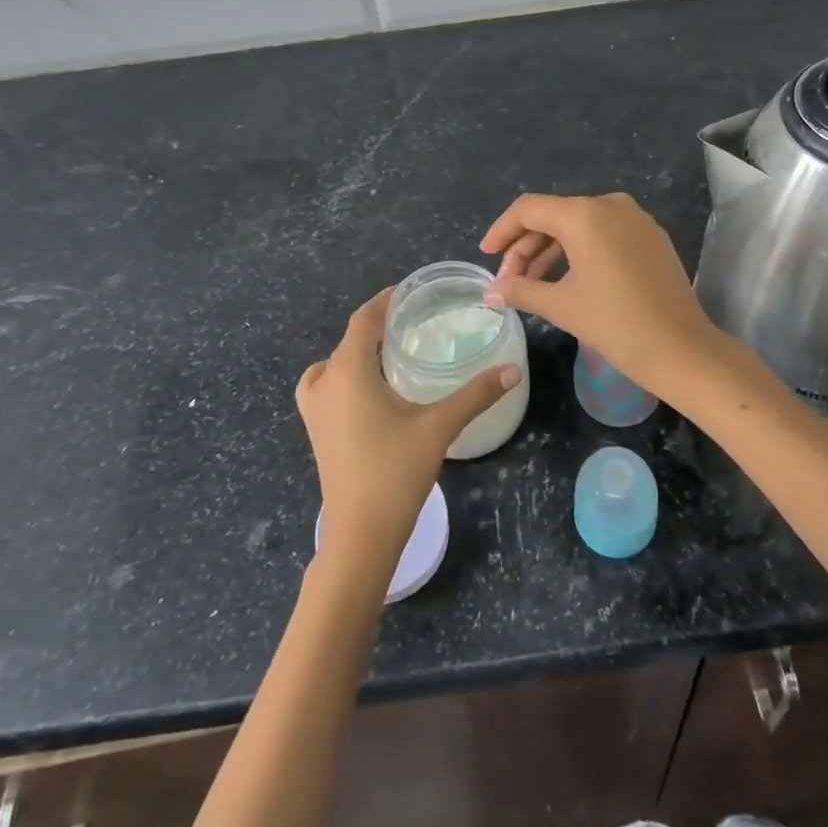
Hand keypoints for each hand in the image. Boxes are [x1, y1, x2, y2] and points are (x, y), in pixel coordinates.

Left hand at [297, 289, 519, 573]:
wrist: (359, 535)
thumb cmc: (395, 472)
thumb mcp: (439, 426)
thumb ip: (476, 394)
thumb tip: (513, 370)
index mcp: (348, 370)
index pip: (363, 320)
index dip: (384, 301)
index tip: (409, 291)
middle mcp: (325, 382)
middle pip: (350, 339)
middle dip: (377, 325)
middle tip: (412, 320)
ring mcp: (314, 409)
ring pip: (334, 362)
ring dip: (359, 351)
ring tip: (391, 351)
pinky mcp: (315, 430)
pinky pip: (326, 385)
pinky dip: (343, 374)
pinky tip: (368, 390)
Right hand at [480, 192, 743, 406]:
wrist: (682, 349)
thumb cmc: (615, 324)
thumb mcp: (561, 306)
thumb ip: (521, 290)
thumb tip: (491, 292)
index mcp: (584, 215)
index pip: (529, 210)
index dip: (502, 230)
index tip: (485, 255)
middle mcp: (609, 205)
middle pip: (554, 216)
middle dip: (526, 247)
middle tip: (508, 281)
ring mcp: (635, 219)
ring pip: (579, 225)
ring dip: (551, 250)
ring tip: (531, 284)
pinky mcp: (651, 236)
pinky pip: (604, 233)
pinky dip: (579, 250)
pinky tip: (567, 278)